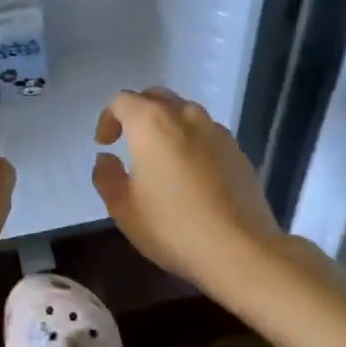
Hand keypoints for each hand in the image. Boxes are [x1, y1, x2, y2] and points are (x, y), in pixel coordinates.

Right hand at [92, 87, 283, 288]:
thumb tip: (107, 158)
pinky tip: (191, 174)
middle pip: (157, 97)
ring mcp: (217, 131)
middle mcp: (186, 116)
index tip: (105, 144)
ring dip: (167, 125)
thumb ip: (107, 176)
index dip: (108, 118)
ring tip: (161, 158)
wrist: (240, 249)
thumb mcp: (124, 209)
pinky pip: (207, 134)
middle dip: (138, 113)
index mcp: (152, 124)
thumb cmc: (173, 227)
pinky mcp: (238, 151)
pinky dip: (192, 142)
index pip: (123, 100)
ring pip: (185, 113)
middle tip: (130, 141)